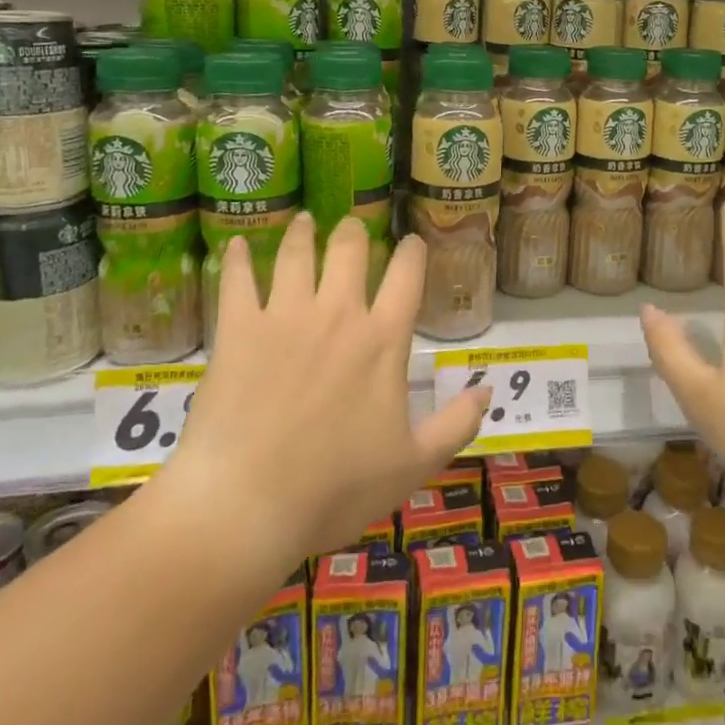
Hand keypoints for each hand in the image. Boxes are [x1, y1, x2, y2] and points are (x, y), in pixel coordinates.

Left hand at [168, 214, 489, 559]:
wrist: (248, 505)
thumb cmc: (336, 488)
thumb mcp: (413, 465)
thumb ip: (456, 424)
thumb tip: (488, 389)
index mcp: (382, 340)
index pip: (406, 277)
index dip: (412, 252)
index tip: (412, 242)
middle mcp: (337, 314)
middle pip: (349, 250)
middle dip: (354, 233)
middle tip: (352, 227)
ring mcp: (284, 317)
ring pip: (296, 255)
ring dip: (302, 233)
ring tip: (304, 220)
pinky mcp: (237, 330)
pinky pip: (237, 281)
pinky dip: (237, 258)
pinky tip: (236, 243)